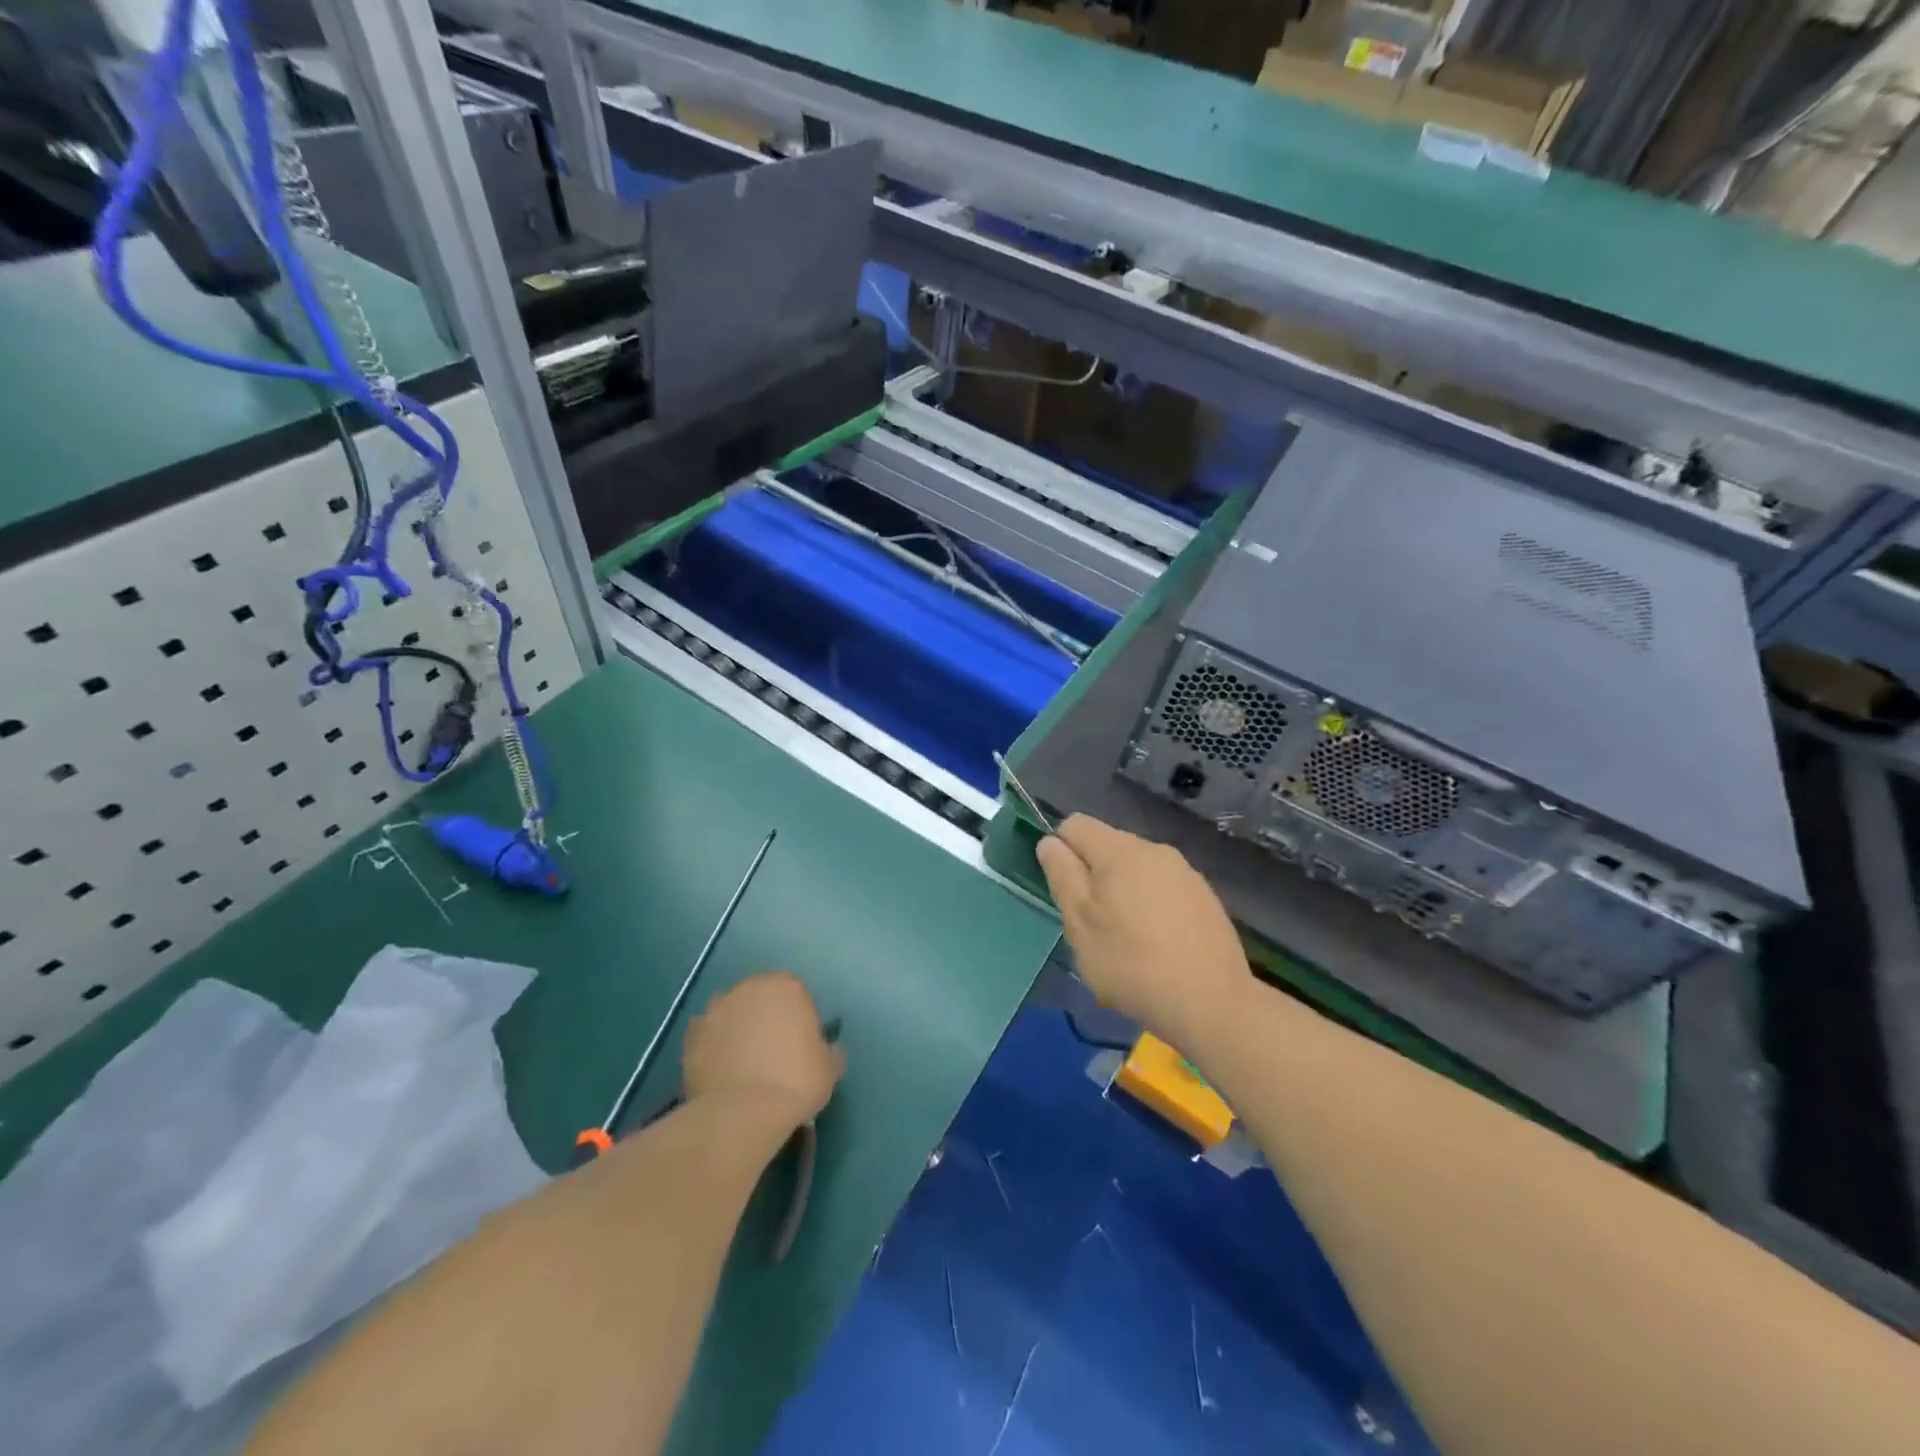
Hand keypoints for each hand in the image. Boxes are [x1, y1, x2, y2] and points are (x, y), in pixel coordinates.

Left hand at [682, 972, 844, 1129]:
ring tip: (742, 1063)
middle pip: (759, 998)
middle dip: (764, 1018)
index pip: (794, 992)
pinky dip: (712, 1047)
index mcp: (786, 986)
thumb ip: (829, 1052)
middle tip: (771, 1052)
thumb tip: (828, 1051)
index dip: (798, 1017)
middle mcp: (749, 988)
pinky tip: (720, 1070)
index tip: (800, 1044)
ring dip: (736, 1028)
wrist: (744, 1112)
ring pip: (730, 1013)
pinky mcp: (691, 1035)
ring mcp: (716, 1010)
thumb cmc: (796, 1082)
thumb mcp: (829, 1069)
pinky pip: (706, 1036)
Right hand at [1036, 815, 1250, 1049]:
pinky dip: (1150, 908)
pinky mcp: (1205, 898)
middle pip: (1107, 847)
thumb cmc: (1132, 963)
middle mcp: (1154, 850)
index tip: (1066, 894)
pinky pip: (1163, 889)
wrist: (1212, 1003)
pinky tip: (1157, 946)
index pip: (1075, 825)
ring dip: (1122, 893)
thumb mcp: (1080, 924)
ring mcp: (1185, 873)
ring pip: (1136, 870)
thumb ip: (1062, 876)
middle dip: (1092, 877)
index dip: (1060, 852)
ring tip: (1126, 941)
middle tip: (1092, 926)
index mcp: (1120, 850)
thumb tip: (1050, 842)